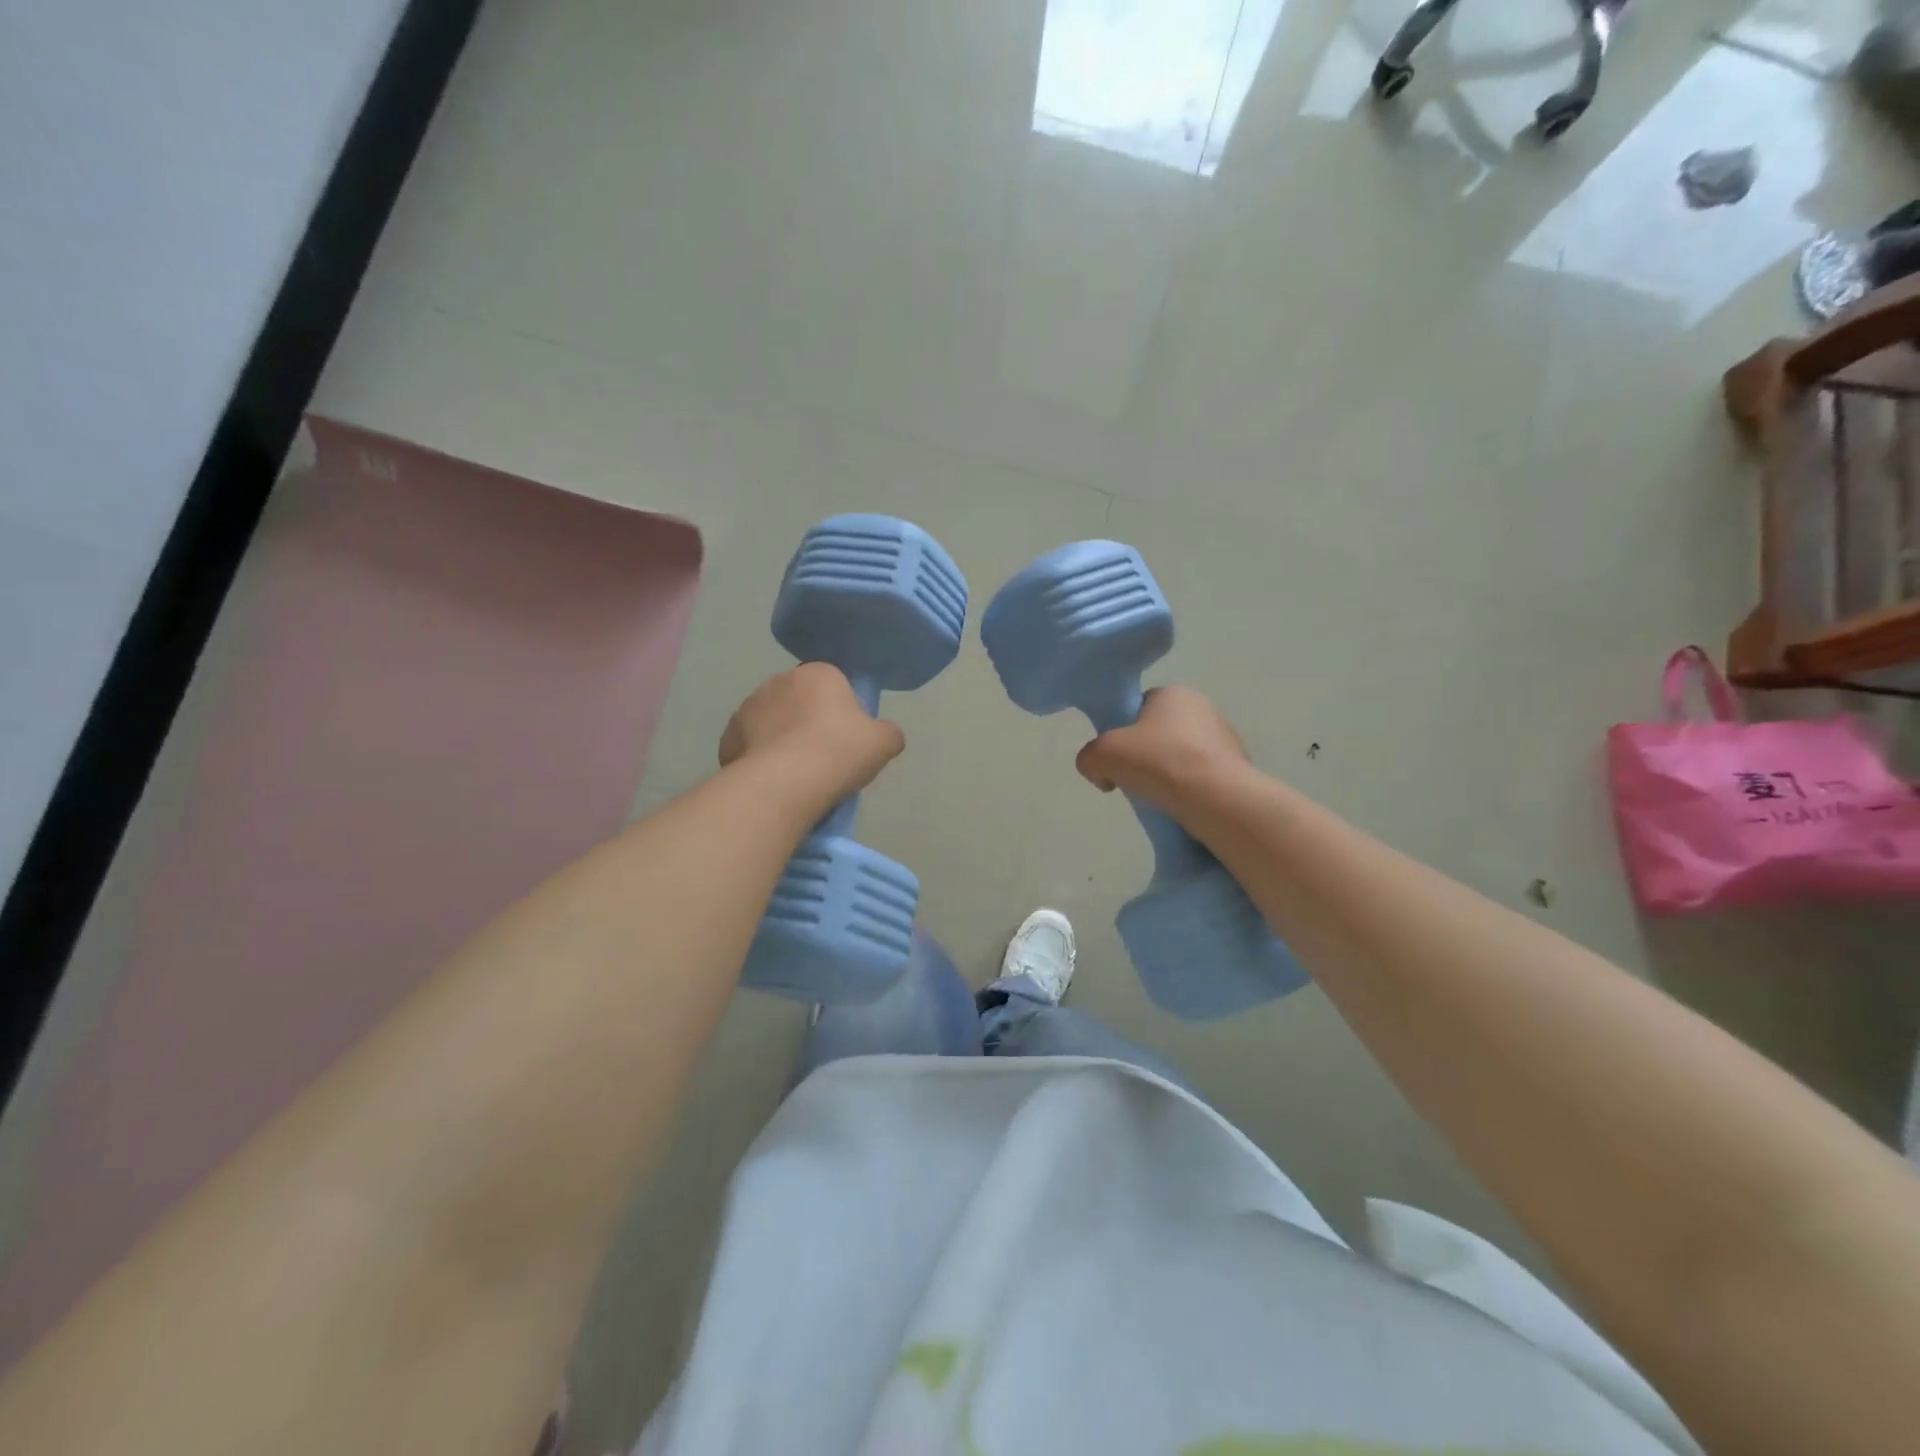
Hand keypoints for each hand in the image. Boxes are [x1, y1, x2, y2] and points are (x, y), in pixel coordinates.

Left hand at [719, 663, 904, 810]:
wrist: (784, 783)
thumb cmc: (839, 752)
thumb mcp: (883, 743)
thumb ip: (888, 733)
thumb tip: (885, 735)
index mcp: (818, 673)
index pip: (833, 683)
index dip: (841, 710)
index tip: (847, 738)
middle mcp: (779, 681)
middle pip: (799, 701)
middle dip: (808, 722)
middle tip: (823, 757)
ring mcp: (748, 708)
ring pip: (772, 723)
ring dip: (781, 740)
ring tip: (796, 775)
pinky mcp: (728, 737)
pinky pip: (750, 746)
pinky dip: (760, 760)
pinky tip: (773, 783)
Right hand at [1075, 686, 1249, 808]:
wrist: (1215, 797)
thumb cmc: (1157, 762)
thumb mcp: (1101, 754)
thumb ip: (1088, 758)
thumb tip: (1103, 775)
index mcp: (1173, 693)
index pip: (1138, 709)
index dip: (1122, 734)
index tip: (1118, 760)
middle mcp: (1203, 707)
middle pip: (1159, 734)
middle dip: (1146, 757)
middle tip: (1136, 782)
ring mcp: (1225, 737)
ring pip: (1182, 757)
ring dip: (1169, 775)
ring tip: (1161, 800)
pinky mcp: (1238, 767)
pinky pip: (1202, 777)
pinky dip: (1190, 791)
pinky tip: (1183, 808)